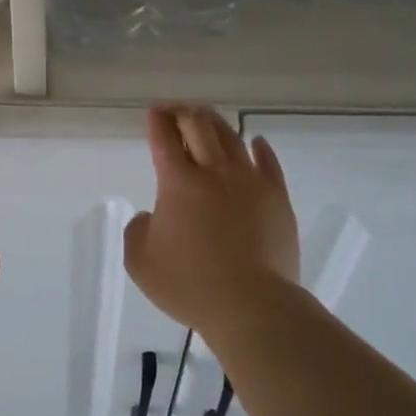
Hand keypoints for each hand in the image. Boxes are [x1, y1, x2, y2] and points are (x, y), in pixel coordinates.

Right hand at [124, 105, 300, 333]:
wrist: (251, 305)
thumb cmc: (190, 285)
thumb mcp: (140, 262)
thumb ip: (137, 231)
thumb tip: (151, 216)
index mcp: (178, 182)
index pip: (165, 139)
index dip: (157, 121)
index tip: (154, 113)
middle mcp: (214, 171)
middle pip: (199, 127)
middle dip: (184, 113)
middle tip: (176, 110)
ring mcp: (250, 181)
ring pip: (232, 138)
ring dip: (216, 123)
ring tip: (208, 119)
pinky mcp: (277, 197)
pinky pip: (268, 162)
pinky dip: (259, 147)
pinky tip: (256, 142)